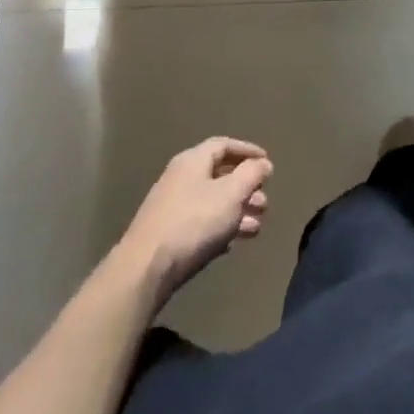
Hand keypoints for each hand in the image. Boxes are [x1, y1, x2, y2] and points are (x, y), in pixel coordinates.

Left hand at [118, 138, 272, 304]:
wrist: (146, 268)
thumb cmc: (194, 222)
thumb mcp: (231, 193)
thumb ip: (251, 174)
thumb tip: (263, 163)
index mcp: (193, 161)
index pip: (224, 145)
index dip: (248, 150)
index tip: (267, 162)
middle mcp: (180, 178)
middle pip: (220, 175)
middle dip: (246, 188)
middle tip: (264, 203)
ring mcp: (172, 207)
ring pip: (213, 202)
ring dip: (238, 212)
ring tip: (256, 228)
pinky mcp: (168, 234)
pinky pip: (201, 223)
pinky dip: (220, 228)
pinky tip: (232, 243)